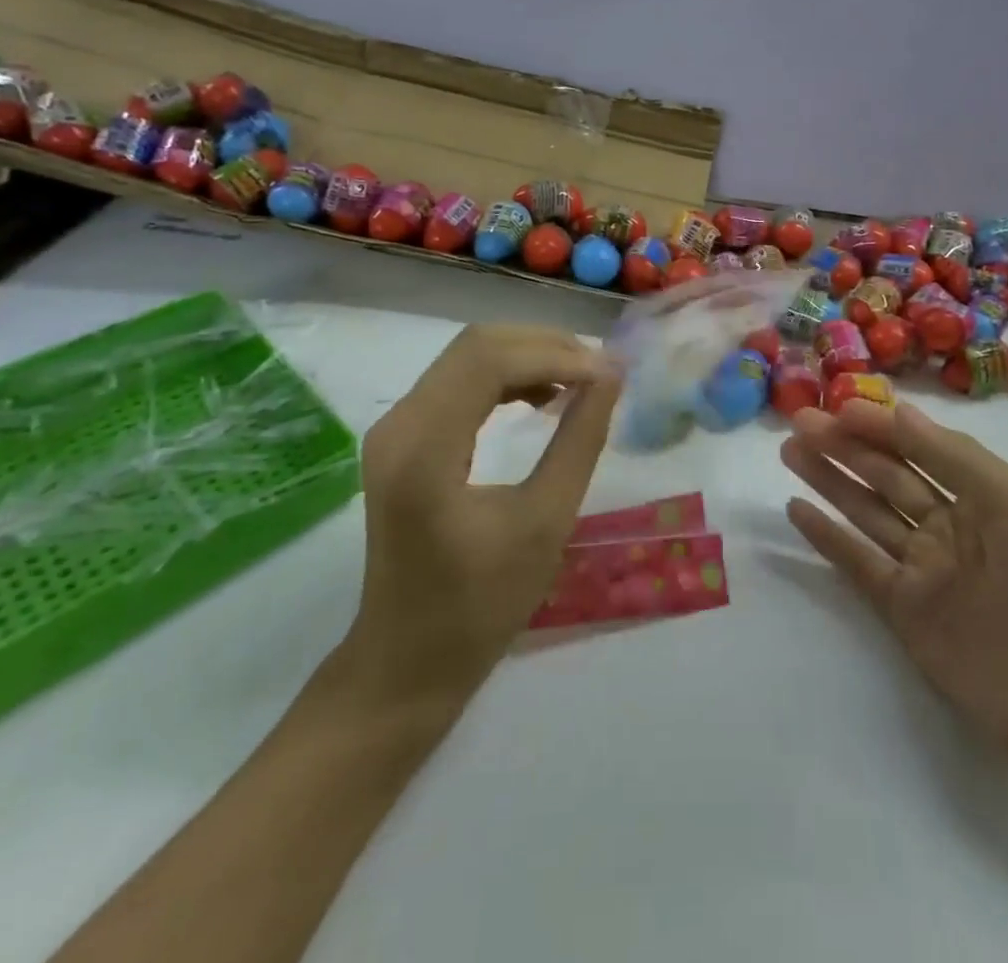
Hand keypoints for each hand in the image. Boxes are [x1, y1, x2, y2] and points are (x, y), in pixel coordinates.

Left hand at [335, 325, 621, 715]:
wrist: (407, 662)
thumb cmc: (480, 605)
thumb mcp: (545, 522)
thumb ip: (580, 440)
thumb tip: (612, 376)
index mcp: (423, 448)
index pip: (491, 361)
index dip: (557, 356)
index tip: (611, 374)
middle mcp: (399, 423)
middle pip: (477, 346)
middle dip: (545, 347)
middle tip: (601, 372)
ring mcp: (395, 428)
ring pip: (468, 357)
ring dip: (528, 358)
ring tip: (581, 381)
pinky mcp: (403, 438)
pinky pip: (459, 382)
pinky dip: (507, 378)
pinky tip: (544, 397)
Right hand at [782, 400, 1007, 761]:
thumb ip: (954, 456)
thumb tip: (899, 413)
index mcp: (981, 494)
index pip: (921, 447)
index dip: (881, 426)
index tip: (839, 406)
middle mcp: (948, 523)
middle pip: (886, 474)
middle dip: (845, 445)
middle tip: (799, 420)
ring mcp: (922, 566)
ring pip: (866, 510)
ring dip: (829, 479)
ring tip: (790, 450)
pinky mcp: (900, 608)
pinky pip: (857, 562)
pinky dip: (826, 536)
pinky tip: (796, 509)